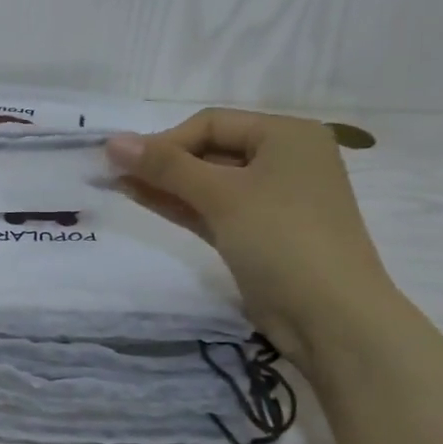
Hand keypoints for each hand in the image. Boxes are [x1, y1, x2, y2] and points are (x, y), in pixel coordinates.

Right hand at [106, 110, 397, 365]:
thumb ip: (165, 166)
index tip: (125, 164)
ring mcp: (272, 199)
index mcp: (287, 135)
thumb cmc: (282, 239)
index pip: (211, 124)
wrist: (331, 318)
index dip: (165, 141)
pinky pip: (214, 208)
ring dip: (166, 184)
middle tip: (114, 174)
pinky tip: (144, 200)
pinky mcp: (259, 233)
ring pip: (208, 182)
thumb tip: (111, 141)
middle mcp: (283, 160)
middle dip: (163, 162)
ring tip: (118, 185)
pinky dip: (182, 204)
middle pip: (210, 150)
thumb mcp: (222, 196)